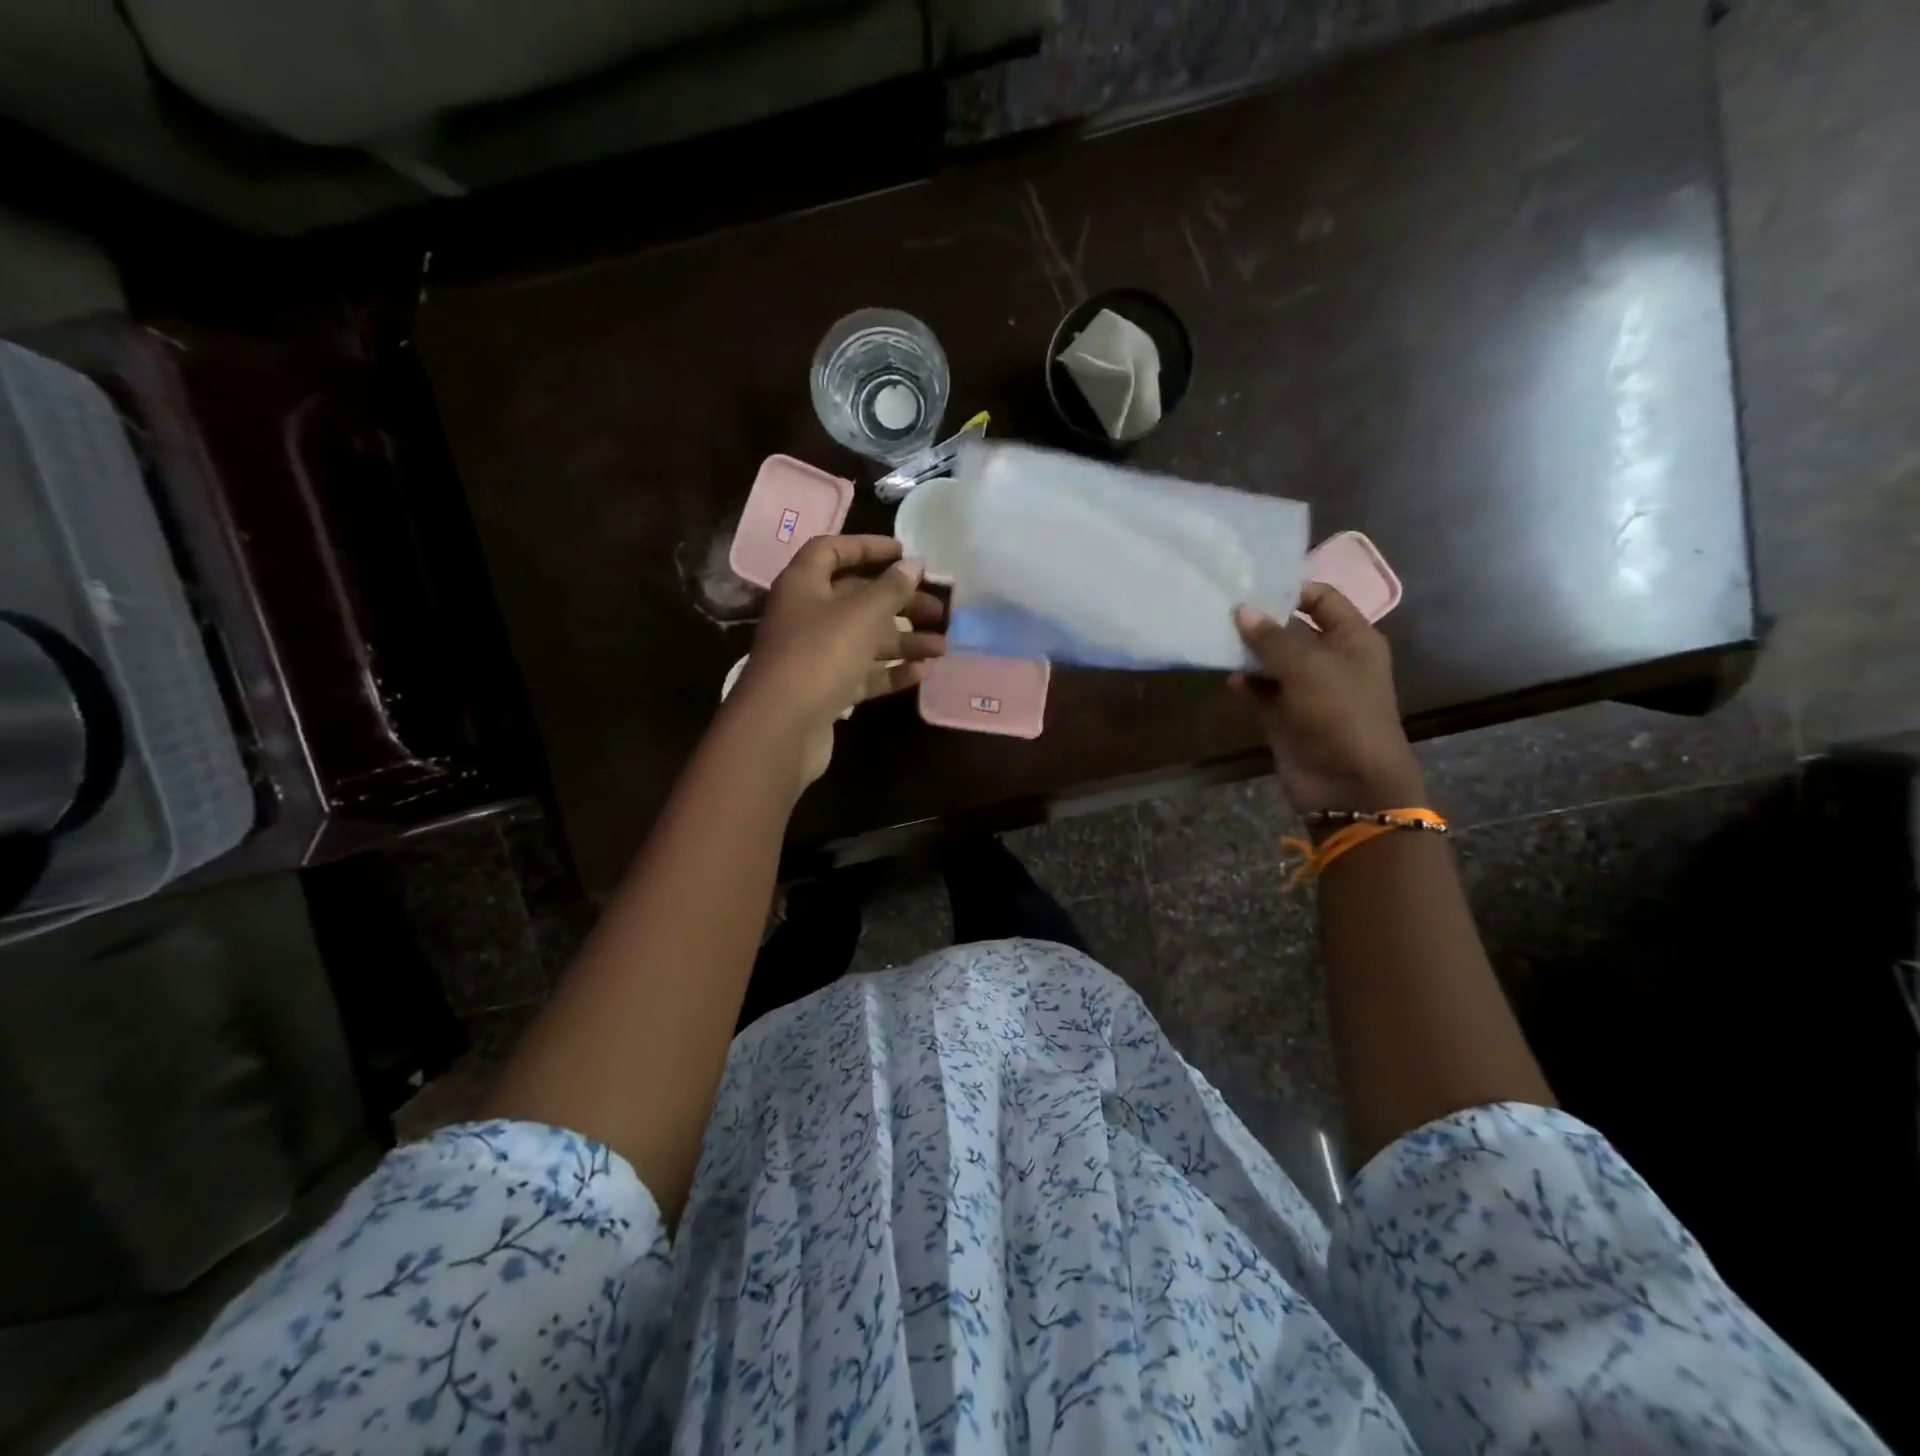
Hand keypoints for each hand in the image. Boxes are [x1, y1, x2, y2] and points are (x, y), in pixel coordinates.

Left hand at [731, 535, 945, 786]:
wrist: (781, 728)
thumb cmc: (819, 656)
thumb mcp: (861, 615)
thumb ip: (891, 588)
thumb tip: (914, 564)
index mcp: (803, 585)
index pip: (832, 550)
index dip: (867, 547)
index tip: (905, 553)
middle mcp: (806, 615)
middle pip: (856, 598)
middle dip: (899, 602)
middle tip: (938, 609)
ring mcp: (814, 656)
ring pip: (864, 639)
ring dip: (903, 640)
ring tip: (942, 647)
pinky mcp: (824, 690)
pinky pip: (862, 674)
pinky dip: (890, 672)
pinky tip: (923, 673)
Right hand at [1230, 583, 1425, 814]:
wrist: (1349, 783)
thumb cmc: (1340, 712)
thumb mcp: (1308, 666)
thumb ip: (1271, 637)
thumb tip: (1241, 610)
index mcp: (1352, 639)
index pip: (1321, 599)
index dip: (1290, 590)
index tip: (1251, 587)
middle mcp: (1330, 660)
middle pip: (1291, 629)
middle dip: (1260, 621)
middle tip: (1221, 608)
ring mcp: (1306, 691)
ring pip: (1272, 662)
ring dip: (1248, 653)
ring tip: (1216, 640)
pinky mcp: (1285, 717)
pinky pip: (1261, 692)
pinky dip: (1245, 684)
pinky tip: (1227, 677)